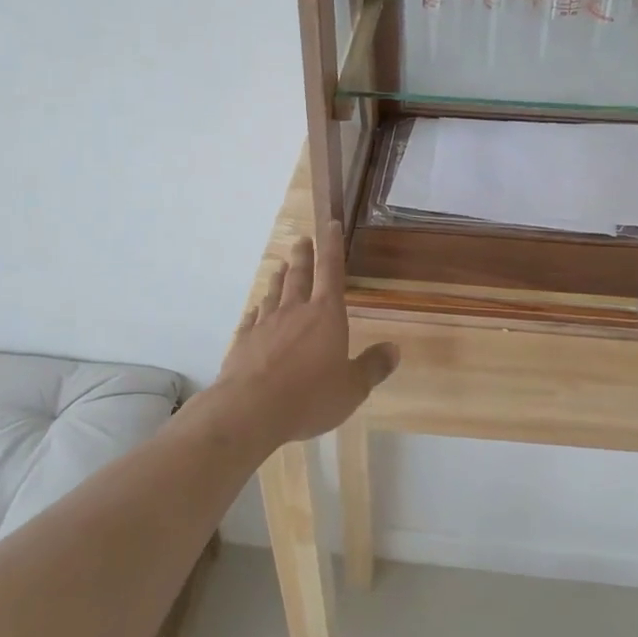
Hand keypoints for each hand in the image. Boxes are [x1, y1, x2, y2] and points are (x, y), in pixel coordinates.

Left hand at [216, 221, 398, 445]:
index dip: (332, 247)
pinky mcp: (243, 342)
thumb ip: (372, 367)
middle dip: (303, 256)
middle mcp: (294, 311)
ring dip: (279, 278)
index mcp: (326, 315)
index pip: (331, 271)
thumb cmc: (309, 397)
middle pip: (299, 276)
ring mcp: (265, 325)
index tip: (330, 226)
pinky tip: (254, 308)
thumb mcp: (352, 388)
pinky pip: (251, 318)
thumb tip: (394, 349)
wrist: (250, 410)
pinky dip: (256, 309)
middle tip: (301, 240)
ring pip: (273, 293)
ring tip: (280, 267)